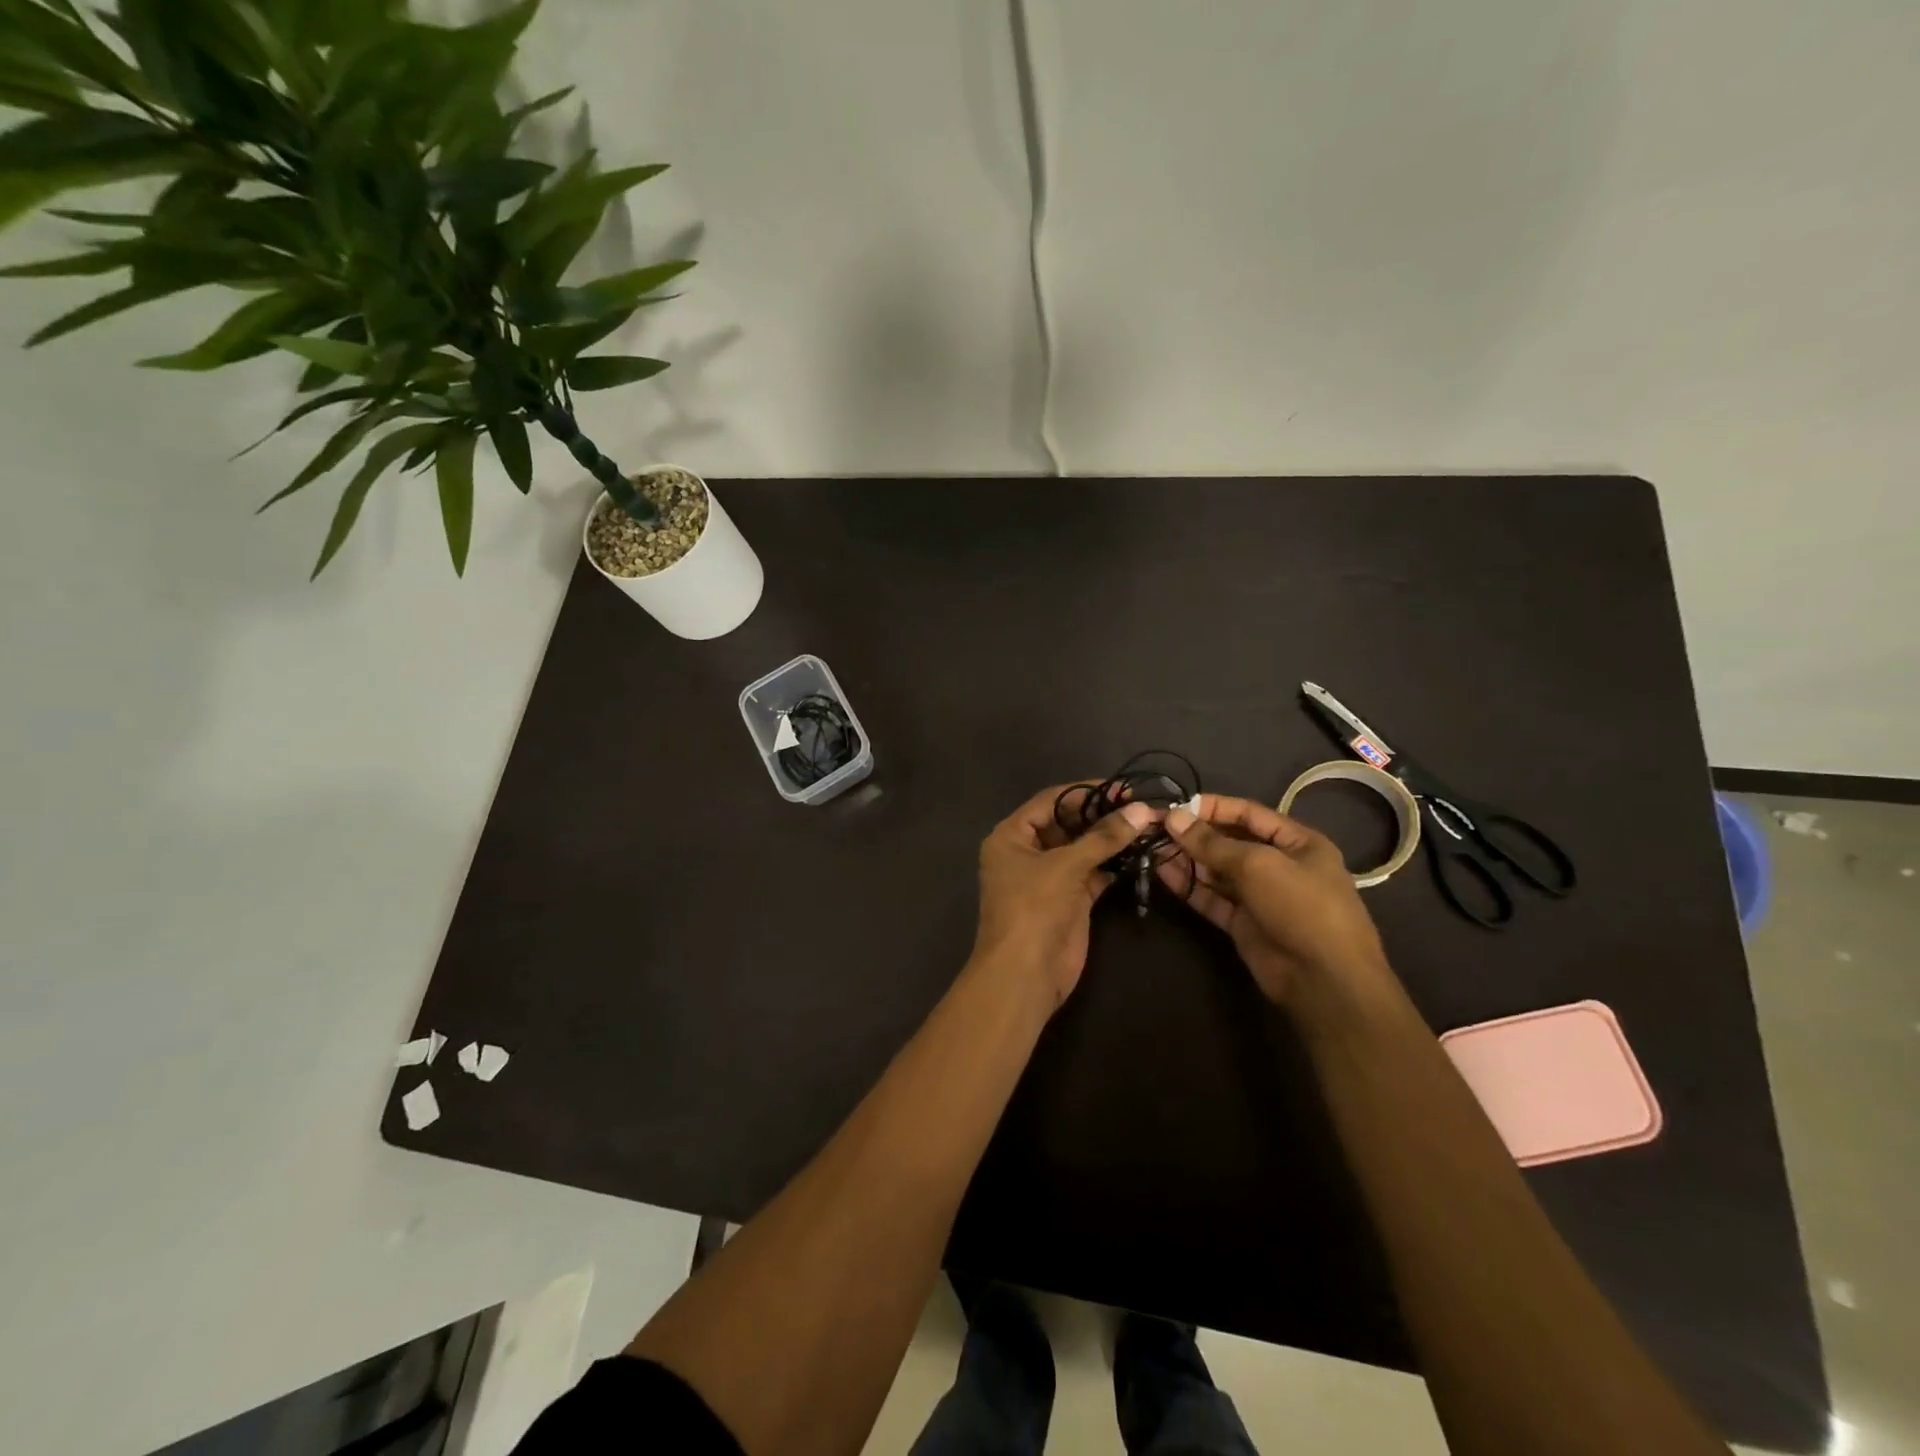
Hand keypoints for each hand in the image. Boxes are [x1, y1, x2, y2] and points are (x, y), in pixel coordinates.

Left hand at [972, 784, 1157, 1008]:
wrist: (1026, 974)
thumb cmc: (1033, 909)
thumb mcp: (1066, 866)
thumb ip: (1103, 837)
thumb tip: (1142, 810)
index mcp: (1011, 836)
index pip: (1050, 801)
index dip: (1085, 791)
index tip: (1123, 786)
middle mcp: (1027, 852)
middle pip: (1067, 823)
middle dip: (1101, 815)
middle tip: (1140, 806)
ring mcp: (1048, 877)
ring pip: (1082, 849)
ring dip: (1110, 840)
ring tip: (1146, 825)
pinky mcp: (1069, 899)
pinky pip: (1092, 872)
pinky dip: (1113, 864)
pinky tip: (1140, 854)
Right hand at [1157, 794, 1386, 1003]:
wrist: (1324, 981)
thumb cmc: (1301, 906)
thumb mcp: (1257, 865)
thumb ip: (1212, 842)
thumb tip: (1173, 817)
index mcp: (1299, 843)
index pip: (1250, 814)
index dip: (1214, 807)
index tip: (1178, 806)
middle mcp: (1280, 866)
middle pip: (1231, 843)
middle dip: (1195, 835)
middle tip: (1157, 828)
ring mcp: (1261, 897)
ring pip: (1218, 872)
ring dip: (1188, 860)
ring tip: (1152, 849)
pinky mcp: (1244, 924)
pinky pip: (1212, 898)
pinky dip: (1190, 887)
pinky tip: (1162, 874)